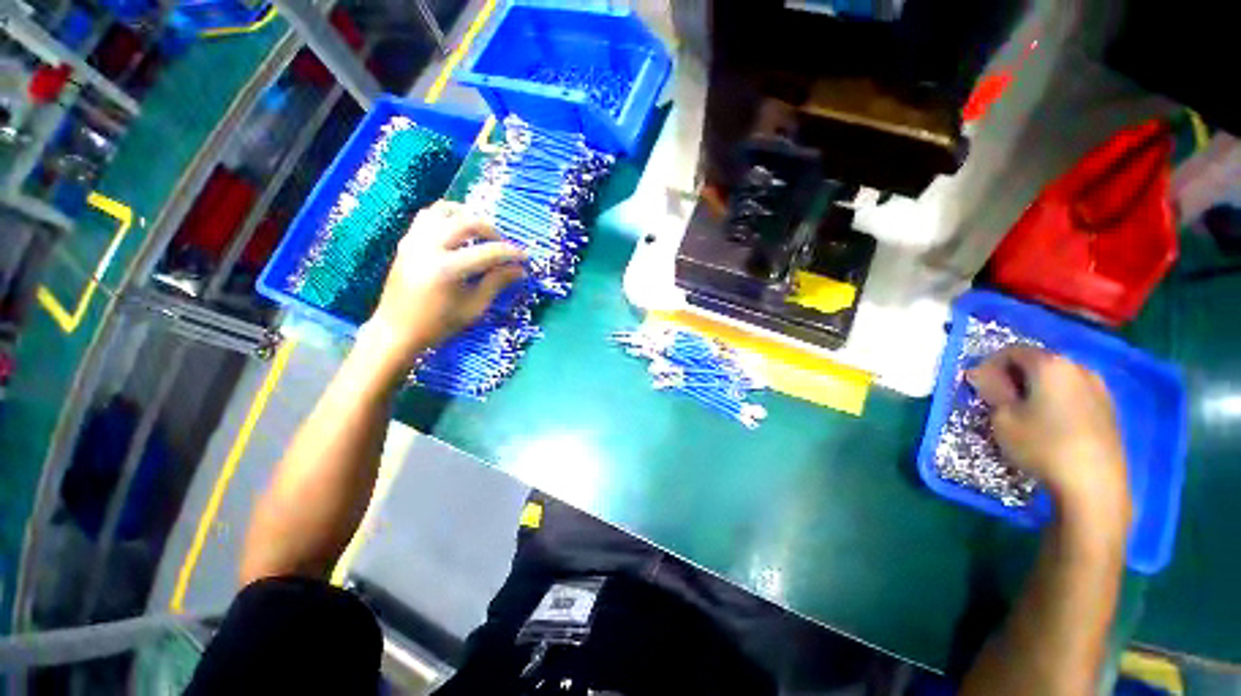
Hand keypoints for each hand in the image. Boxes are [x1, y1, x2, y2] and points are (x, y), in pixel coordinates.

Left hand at [363, 201, 524, 370]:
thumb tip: (520, 270)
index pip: (488, 252)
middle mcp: (429, 247)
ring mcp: (414, 240)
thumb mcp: (474, 307)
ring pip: (444, 211)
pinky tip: (459, 232)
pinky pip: (428, 216)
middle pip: (467, 222)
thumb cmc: (439, 324)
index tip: (525, 258)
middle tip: (503, 245)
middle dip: (492, 231)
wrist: (397, 330)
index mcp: (448, 269)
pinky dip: (448, 218)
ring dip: (468, 217)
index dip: (511, 253)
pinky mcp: (407, 241)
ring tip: (481, 233)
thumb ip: (497, 283)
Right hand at [967, 347, 1130, 528]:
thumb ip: (991, 389)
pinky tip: (1051, 424)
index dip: (989, 365)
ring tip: (1025, 413)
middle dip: (1014, 376)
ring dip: (1036, 388)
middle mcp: (1077, 367)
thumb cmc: (1042, 445)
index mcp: (1050, 364)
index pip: (1011, 351)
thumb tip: (979, 373)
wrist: (1093, 484)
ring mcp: (1098, 387)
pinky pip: (1074, 393)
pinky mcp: (1108, 408)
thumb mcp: (1003, 418)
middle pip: (1037, 362)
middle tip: (999, 400)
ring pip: (1057, 378)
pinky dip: (1056, 400)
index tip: (980, 386)